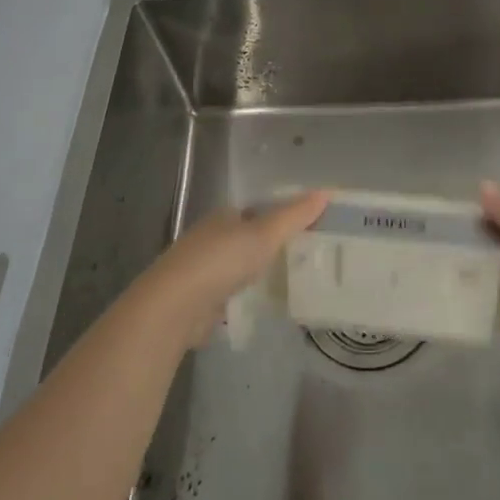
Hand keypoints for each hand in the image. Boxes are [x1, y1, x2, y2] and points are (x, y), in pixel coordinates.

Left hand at [139, 190, 330, 342]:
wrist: (173, 308)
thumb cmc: (221, 261)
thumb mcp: (265, 234)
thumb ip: (294, 216)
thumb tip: (326, 191)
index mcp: (224, 216)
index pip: (256, 211)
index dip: (280, 217)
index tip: (306, 229)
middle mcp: (210, 239)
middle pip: (247, 239)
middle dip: (269, 248)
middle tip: (304, 258)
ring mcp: (201, 272)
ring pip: (237, 268)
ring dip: (256, 275)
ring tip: (289, 284)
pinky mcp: (198, 302)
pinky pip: (229, 296)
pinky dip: (243, 299)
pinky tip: (261, 307)